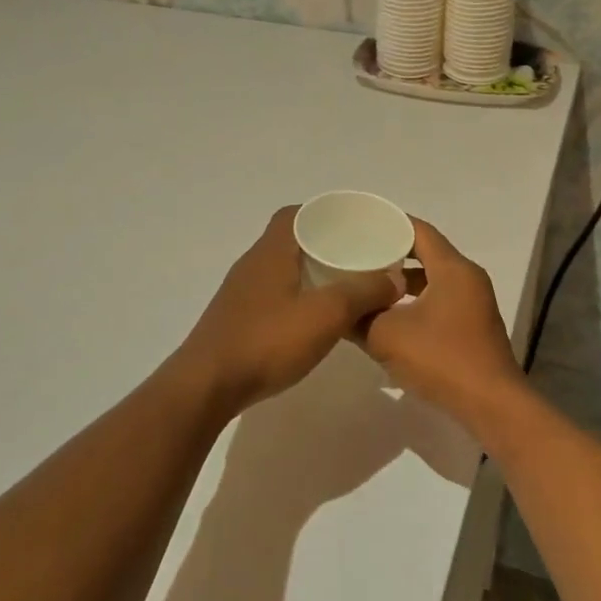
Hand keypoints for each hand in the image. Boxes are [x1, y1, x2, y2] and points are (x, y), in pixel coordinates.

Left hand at [173, 207, 400, 415]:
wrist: (207, 386)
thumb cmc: (267, 341)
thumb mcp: (325, 315)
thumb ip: (362, 293)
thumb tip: (393, 279)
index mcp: (270, 251)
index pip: (295, 213)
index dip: (324, 214)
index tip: (353, 226)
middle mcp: (253, 264)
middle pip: (291, 241)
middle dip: (325, 246)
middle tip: (359, 259)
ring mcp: (241, 293)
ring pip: (283, 270)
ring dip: (312, 274)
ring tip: (345, 288)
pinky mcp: (238, 320)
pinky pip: (274, 296)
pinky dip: (298, 298)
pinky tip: (314, 321)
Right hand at [360, 219, 525, 419]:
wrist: (491, 405)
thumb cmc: (441, 359)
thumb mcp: (386, 336)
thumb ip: (358, 318)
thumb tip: (338, 310)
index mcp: (453, 269)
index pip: (419, 231)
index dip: (390, 224)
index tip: (360, 224)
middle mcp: (468, 278)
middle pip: (426, 253)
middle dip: (391, 253)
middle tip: (356, 253)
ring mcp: (473, 303)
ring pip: (432, 280)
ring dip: (402, 282)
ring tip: (366, 284)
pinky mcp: (472, 326)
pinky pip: (439, 301)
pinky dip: (414, 301)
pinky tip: (388, 316)